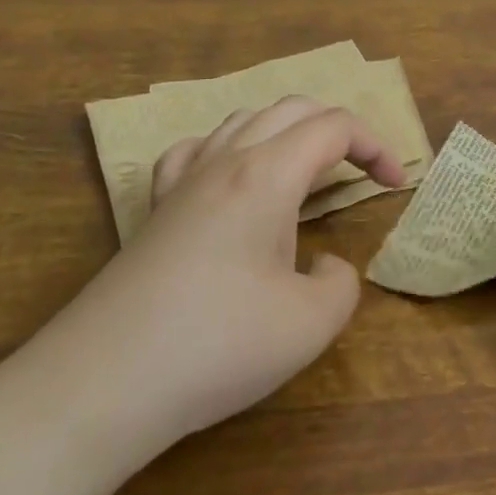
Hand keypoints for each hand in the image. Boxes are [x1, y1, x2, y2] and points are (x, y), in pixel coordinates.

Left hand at [26, 98, 405, 459]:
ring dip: (287, 132)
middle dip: (338, 130)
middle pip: (292, 109)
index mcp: (267, 173)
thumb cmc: (216, 345)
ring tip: (303, 172)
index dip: (375, 146)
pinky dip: (229, 149)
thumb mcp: (308, 325)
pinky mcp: (154, 211)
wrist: (100, 385)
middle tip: (361, 172)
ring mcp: (182, 182)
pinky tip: (229, 180)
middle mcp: (225, 161)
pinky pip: (195, 151)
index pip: (334, 127)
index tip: (395, 185)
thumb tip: (327, 266)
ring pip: (244, 120)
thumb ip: (341, 285)